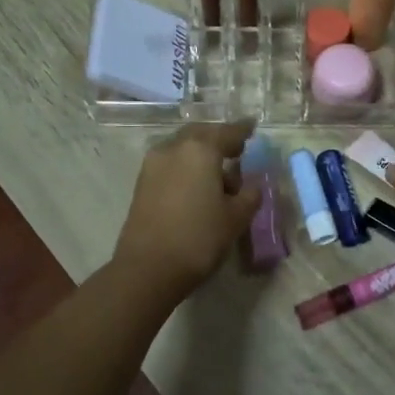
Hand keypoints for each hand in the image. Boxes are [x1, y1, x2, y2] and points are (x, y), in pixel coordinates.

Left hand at [113, 121, 260, 301]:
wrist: (148, 267)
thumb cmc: (199, 238)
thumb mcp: (236, 218)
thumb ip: (249, 195)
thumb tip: (251, 185)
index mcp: (200, 150)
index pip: (227, 132)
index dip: (242, 130)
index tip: (252, 126)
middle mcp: (174, 148)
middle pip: (200, 135)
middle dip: (218, 139)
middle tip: (236, 150)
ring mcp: (153, 165)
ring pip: (182, 148)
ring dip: (200, 155)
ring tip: (218, 176)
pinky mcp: (142, 183)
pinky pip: (171, 164)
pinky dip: (186, 167)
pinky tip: (197, 187)